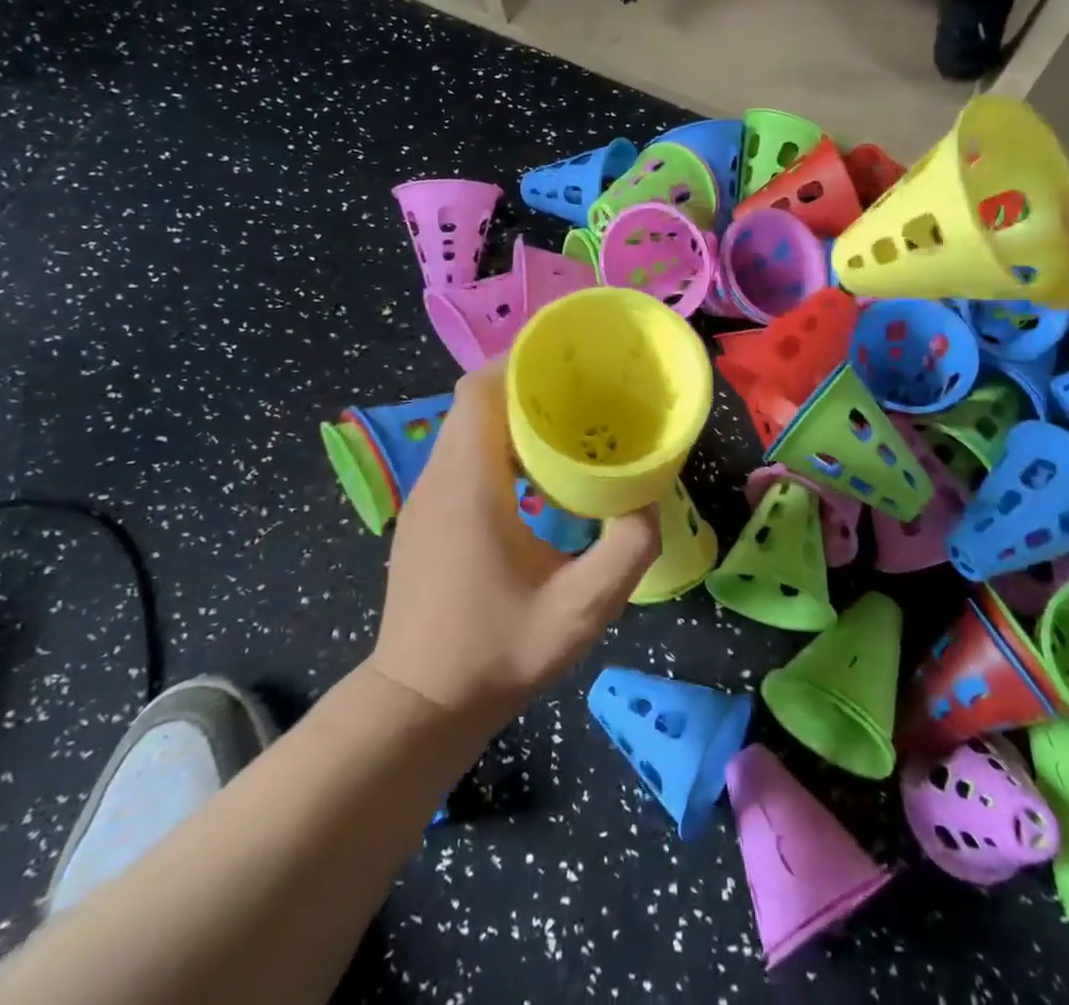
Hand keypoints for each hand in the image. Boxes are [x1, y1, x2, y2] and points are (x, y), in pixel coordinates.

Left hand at [370, 362, 660, 729]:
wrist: (420, 706)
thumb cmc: (496, 654)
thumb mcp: (580, 611)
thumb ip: (627, 550)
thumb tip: (649, 500)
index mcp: (469, 484)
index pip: (480, 390)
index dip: (520, 363)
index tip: (569, 361)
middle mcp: (439, 478)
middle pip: (475, 400)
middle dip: (525, 383)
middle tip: (583, 391)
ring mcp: (425, 498)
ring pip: (466, 426)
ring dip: (511, 413)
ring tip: (567, 424)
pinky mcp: (426, 517)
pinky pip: (461, 454)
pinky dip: (497, 443)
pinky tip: (536, 474)